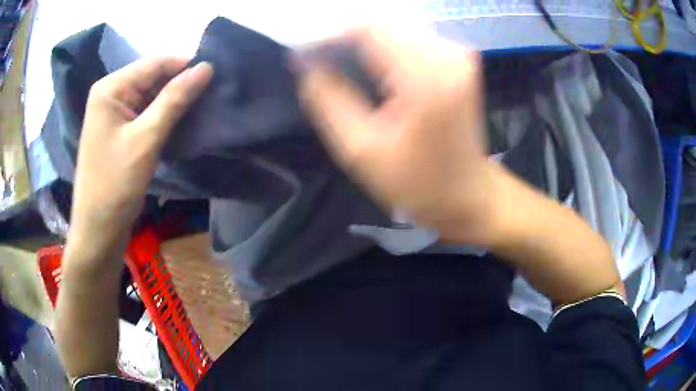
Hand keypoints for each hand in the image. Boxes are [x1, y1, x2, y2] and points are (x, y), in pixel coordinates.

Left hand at [66, 58, 212, 263]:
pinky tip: (183, 120)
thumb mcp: (146, 139)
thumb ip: (174, 99)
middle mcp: (111, 93)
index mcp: (111, 87)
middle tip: (214, 92)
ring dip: (174, 100)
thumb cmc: (115, 185)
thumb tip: (206, 67)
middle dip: (181, 83)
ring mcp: (114, 112)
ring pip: (151, 95)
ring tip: (204, 105)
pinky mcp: (119, 129)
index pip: (156, 63)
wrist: (98, 230)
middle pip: (153, 77)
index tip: (217, 74)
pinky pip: (146, 112)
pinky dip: (164, 115)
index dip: (186, 65)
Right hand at [299, 28, 492, 243]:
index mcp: (426, 77)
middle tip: (317, 56)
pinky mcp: (459, 61)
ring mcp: (458, 55)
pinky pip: (413, 39)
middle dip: (346, 37)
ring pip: (397, 29)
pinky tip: (368, 62)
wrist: (468, 194)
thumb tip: (307, 65)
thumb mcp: (360, 151)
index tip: (304, 50)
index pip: (368, 31)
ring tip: (337, 58)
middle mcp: (448, 55)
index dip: (330, 35)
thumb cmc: (417, 183)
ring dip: (364, 40)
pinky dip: (385, 46)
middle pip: (384, 25)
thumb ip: (328, 101)